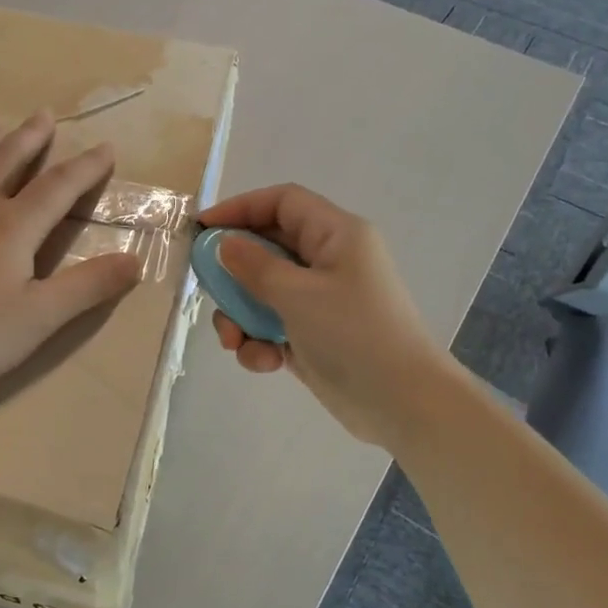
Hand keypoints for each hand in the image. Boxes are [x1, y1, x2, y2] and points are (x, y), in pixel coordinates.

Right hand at [199, 185, 448, 447]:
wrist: (404, 405)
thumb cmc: (354, 336)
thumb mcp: (298, 295)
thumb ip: (254, 266)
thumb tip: (225, 245)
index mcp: (336, 235)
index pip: (282, 202)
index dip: (240, 208)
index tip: (203, 229)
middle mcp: (329, 260)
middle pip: (268, 247)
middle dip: (235, 273)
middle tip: (209, 292)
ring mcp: (322, 299)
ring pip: (264, 290)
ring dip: (242, 315)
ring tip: (236, 342)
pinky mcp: (314, 334)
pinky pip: (274, 324)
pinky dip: (261, 341)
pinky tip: (265, 362)